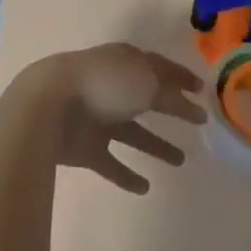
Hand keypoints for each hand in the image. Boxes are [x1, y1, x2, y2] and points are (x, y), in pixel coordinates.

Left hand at [18, 44, 207, 193]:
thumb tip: (187, 101)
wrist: (48, 108)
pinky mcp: (84, 148)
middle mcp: (112, 87)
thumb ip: (169, 93)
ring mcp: (96, 118)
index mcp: (124, 62)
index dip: (181, 77)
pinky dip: (125, 175)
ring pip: (132, 132)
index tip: (202, 89)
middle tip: (199, 123)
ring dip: (155, 145)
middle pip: (146, 98)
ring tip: (182, 160)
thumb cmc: (103, 85)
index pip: (158, 67)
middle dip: (171, 108)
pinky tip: (145, 187)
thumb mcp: (146, 82)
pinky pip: (110, 163)